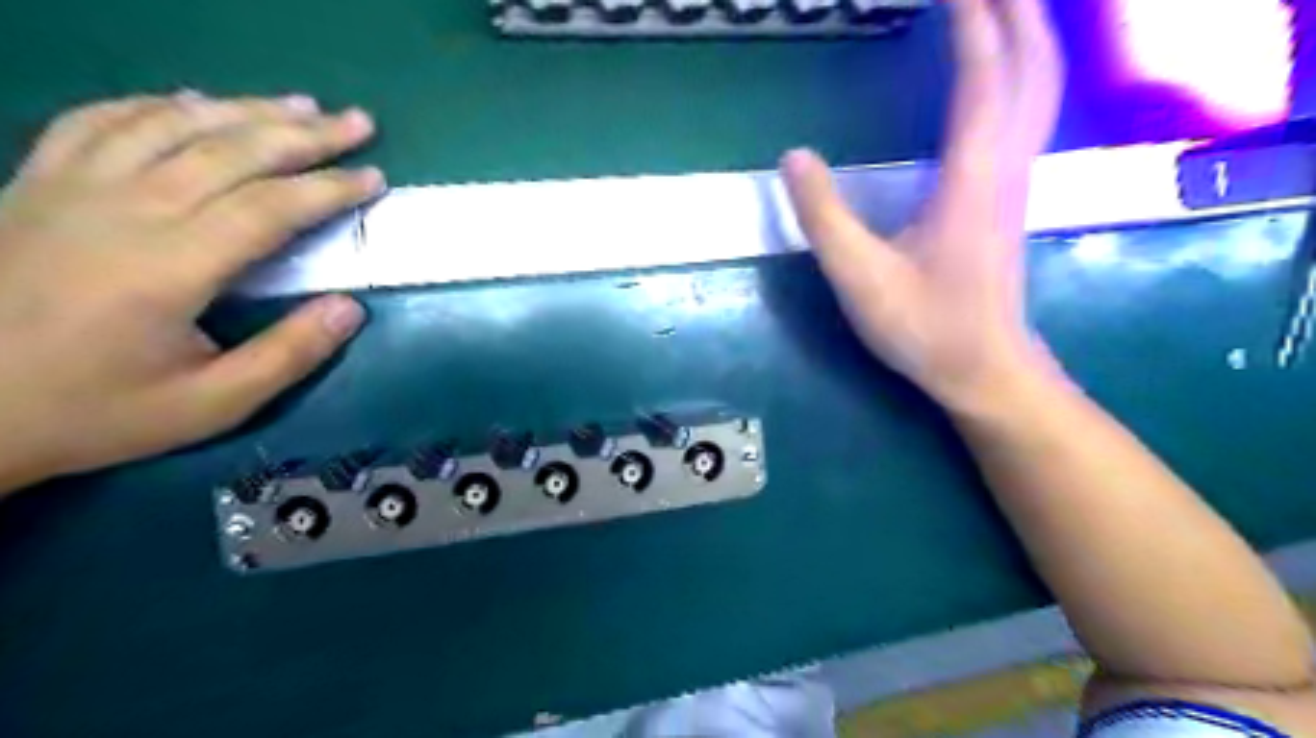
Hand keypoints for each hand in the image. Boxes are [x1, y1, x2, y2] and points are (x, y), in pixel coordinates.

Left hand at [1, 92, 382, 494]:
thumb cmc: (96, 411)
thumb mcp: (210, 404)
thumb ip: (288, 355)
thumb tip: (351, 308)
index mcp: (169, 267)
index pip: (269, 207)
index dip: (329, 188)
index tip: (375, 178)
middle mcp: (123, 211)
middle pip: (229, 151)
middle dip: (304, 134)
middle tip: (357, 122)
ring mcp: (71, 188)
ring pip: (171, 124)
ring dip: (243, 109)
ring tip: (297, 104)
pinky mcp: (36, 183)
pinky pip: (100, 120)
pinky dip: (156, 104)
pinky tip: (194, 103)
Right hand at [784, 1, 1062, 416]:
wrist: (984, 368)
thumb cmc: (924, 327)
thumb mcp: (860, 278)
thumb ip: (824, 218)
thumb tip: (792, 156)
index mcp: (970, 179)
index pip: (982, 77)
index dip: (972, 20)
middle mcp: (1004, 166)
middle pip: (1031, 66)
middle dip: (1016, 9)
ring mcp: (1014, 180)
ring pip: (1040, 86)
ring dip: (1028, 33)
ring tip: (1002, 4)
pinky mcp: (1009, 195)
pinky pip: (1030, 111)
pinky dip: (1024, 70)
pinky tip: (1004, 69)